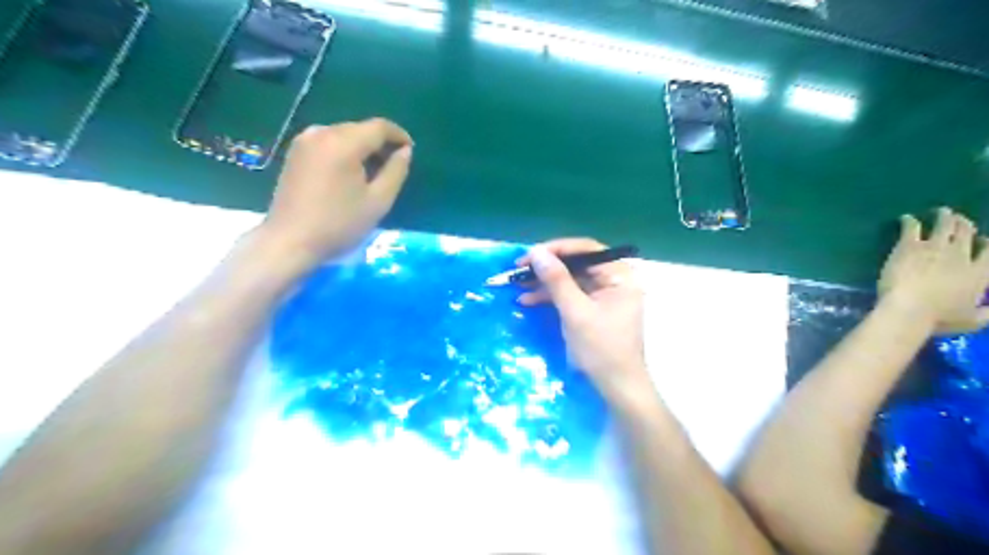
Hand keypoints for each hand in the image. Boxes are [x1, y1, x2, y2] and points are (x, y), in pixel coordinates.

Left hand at [257, 116, 413, 262]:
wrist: (290, 241)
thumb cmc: (339, 224)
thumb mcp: (378, 201)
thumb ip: (396, 171)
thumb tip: (405, 151)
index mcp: (343, 143)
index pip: (378, 127)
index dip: (399, 135)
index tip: (410, 151)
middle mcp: (321, 133)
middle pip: (360, 129)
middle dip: (380, 143)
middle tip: (394, 166)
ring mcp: (304, 141)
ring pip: (344, 134)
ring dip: (363, 147)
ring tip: (373, 171)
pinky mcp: (295, 152)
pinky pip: (328, 142)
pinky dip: (345, 151)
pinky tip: (350, 172)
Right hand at [519, 237, 649, 399]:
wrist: (617, 387)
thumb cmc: (601, 348)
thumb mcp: (575, 312)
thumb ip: (556, 280)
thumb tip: (536, 252)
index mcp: (619, 275)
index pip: (586, 249)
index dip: (556, 249)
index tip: (530, 255)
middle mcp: (614, 279)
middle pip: (577, 264)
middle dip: (547, 268)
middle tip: (519, 270)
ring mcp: (605, 295)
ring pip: (570, 279)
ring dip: (544, 283)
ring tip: (517, 287)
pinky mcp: (594, 309)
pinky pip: (571, 295)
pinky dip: (551, 297)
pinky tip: (528, 300)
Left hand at [876, 206, 987, 332]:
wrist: (909, 308)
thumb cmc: (939, 319)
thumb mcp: (972, 321)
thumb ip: (988, 314)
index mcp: (980, 274)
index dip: (986, 244)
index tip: (982, 240)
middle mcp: (961, 256)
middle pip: (967, 234)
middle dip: (965, 225)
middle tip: (959, 220)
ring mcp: (935, 248)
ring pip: (944, 225)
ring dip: (944, 217)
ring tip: (942, 212)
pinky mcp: (909, 246)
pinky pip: (912, 228)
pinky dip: (910, 221)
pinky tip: (906, 218)